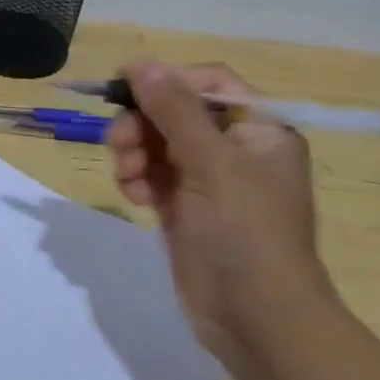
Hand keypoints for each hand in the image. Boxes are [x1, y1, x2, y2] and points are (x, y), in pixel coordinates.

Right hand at [108, 61, 336, 363]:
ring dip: (135, 153)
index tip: (122, 88)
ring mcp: (208, 181)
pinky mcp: (184, 208)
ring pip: (157, 144)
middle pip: (175, 113)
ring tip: (129, 178)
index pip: (207, 84)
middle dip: (143, 124)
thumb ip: (174, 111)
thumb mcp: (211, 164)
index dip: (166, 81)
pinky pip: (152, 176)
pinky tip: (135, 198)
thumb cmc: (245, 231)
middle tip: (120, 144)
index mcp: (259, 129)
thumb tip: (140, 63)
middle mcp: (235, 149)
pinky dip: (138, 180)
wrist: (255, 316)